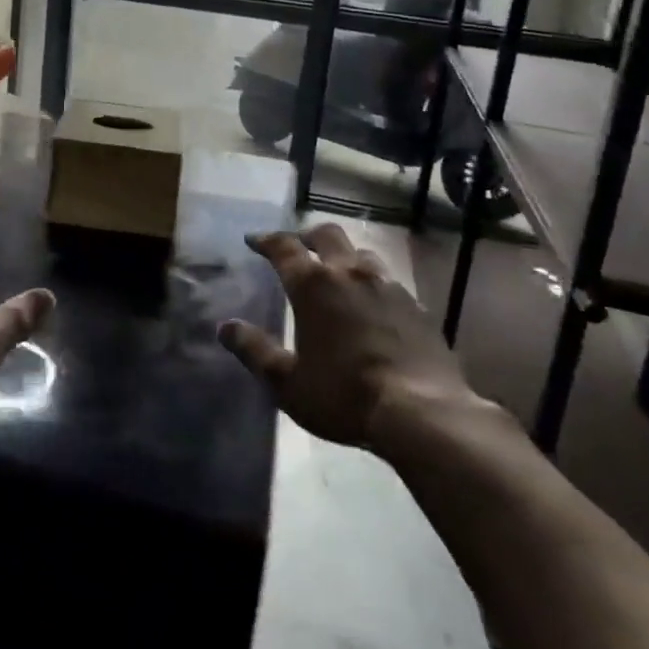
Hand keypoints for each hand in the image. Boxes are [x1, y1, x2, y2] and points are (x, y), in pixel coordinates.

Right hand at [219, 223, 480, 448]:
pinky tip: (373, 304)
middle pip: (326, 234)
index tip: (253, 240)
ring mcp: (388, 286)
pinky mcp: (416, 305)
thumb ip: (254, 350)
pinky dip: (372, 282)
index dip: (265, 240)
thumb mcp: (287, 382)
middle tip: (298, 247)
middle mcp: (350, 273)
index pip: (284, 247)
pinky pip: (388, 280)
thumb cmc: (345, 395)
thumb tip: (225, 327)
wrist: (423, 413)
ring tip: (337, 273)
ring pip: (361, 253)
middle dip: (307, 236)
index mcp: (314, 285)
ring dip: (343, 256)